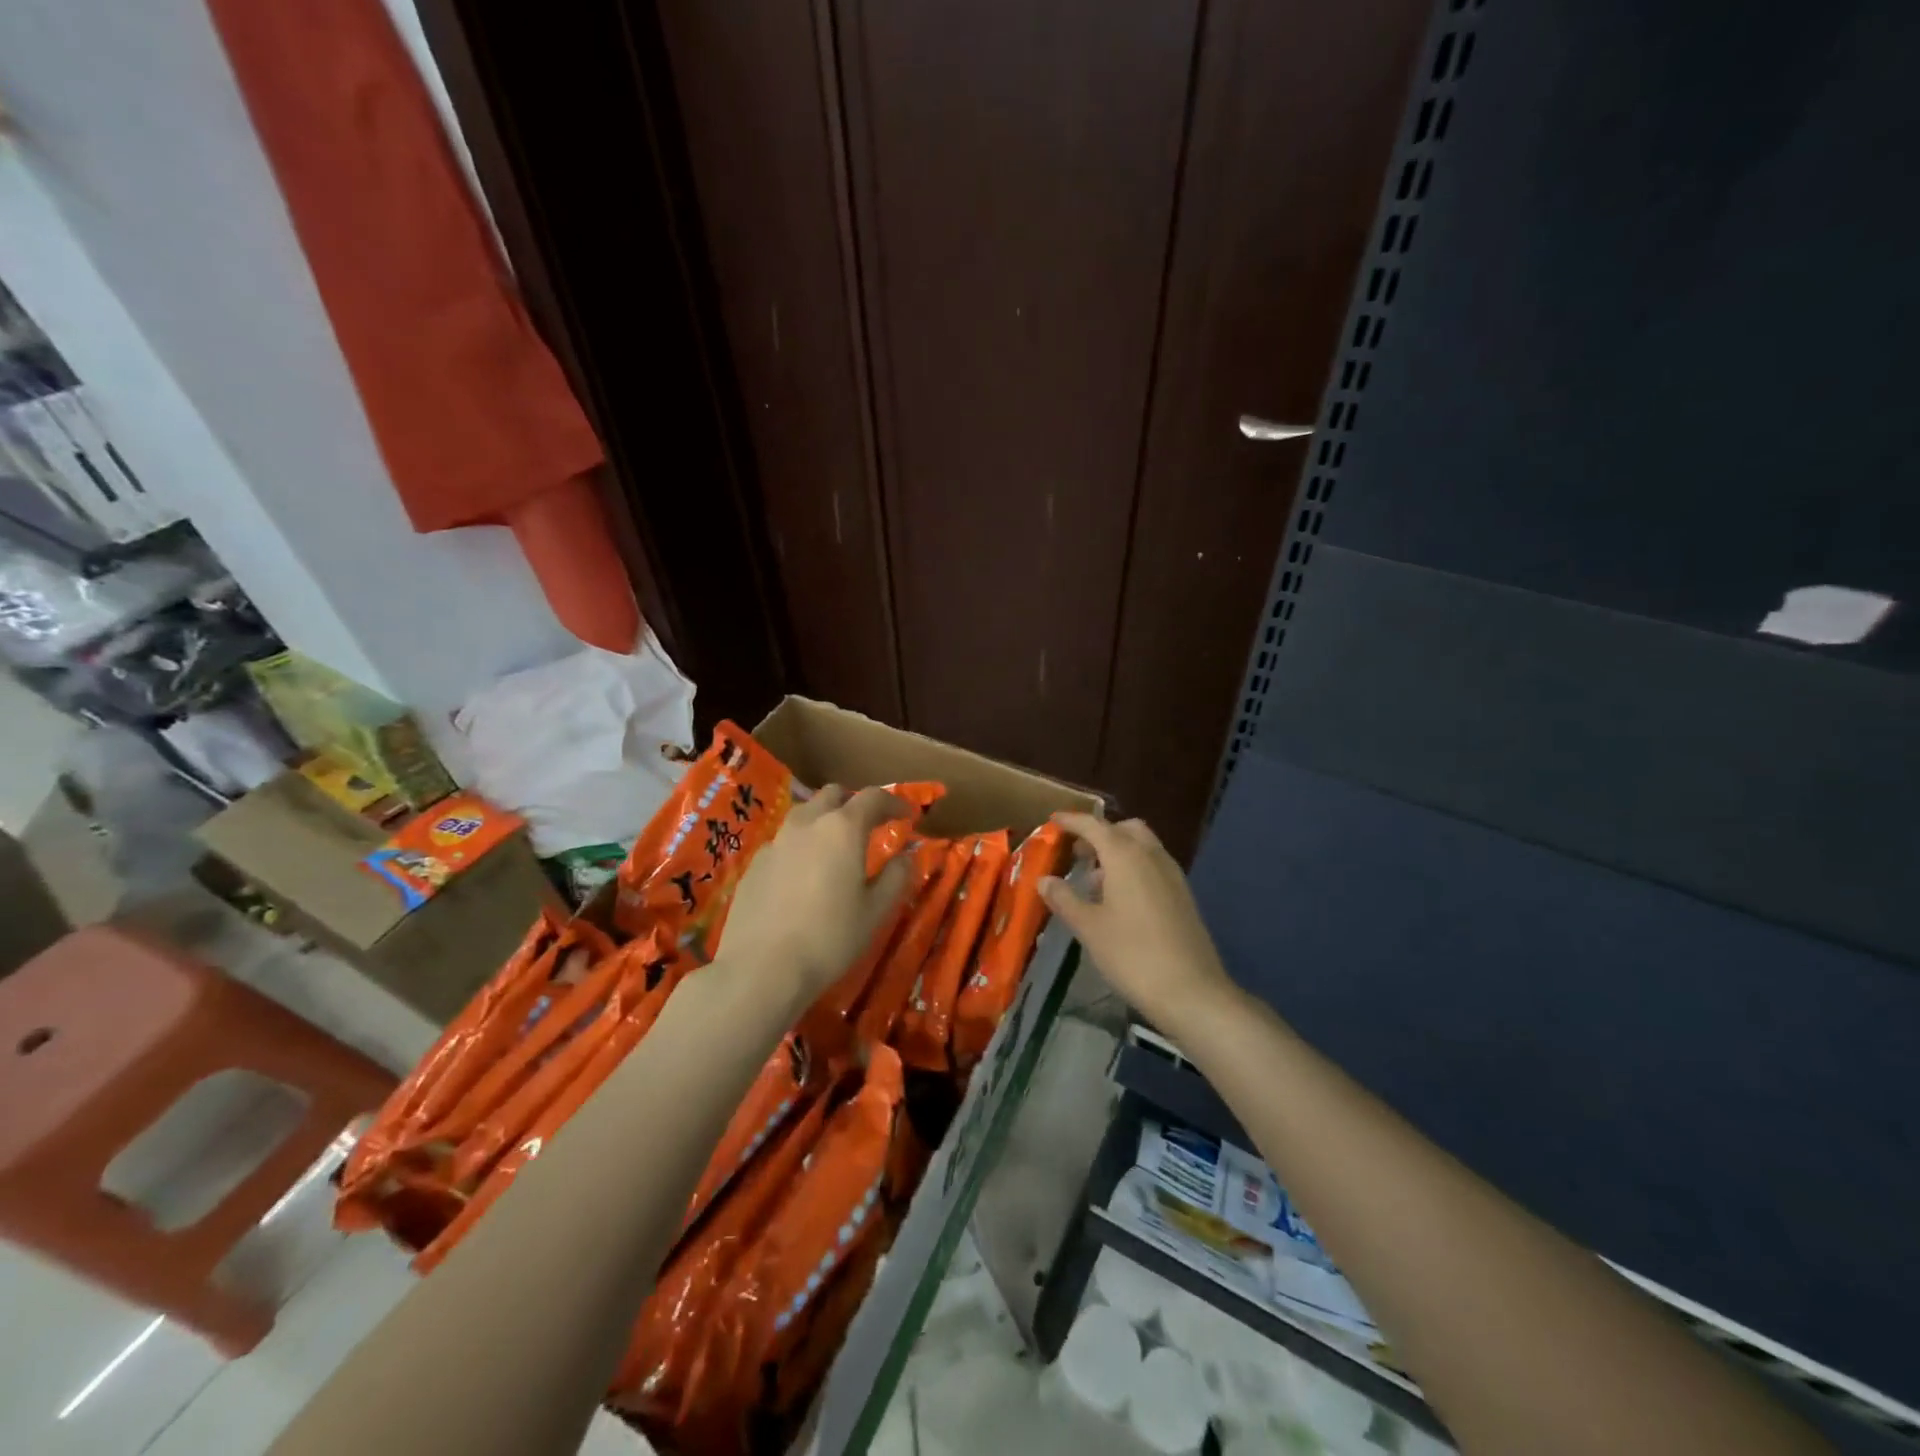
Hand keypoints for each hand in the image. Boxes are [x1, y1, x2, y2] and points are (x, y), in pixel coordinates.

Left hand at [718, 785, 916, 1002]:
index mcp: (843, 829)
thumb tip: (906, 857)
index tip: (908, 814)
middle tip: (869, 825)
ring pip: (804, 815)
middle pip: (833, 795)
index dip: (894, 802)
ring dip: (824, 820)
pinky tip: (803, 876)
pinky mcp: (754, 864)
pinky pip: (783, 842)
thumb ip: (896, 877)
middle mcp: (807, 824)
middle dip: (854, 803)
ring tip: (834, 847)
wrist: (761, 969)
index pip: (873, 797)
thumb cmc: (829, 938)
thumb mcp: (875, 911)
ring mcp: (775, 842)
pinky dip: (800, 846)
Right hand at [1040, 812, 1236, 1033]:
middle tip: (1077, 853)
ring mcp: (1172, 875)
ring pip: (1142, 847)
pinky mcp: (1183, 895)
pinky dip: (1134, 868)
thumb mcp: (1089, 928)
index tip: (1053, 821)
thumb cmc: (1132, 955)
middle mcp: (1152, 856)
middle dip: (1100, 834)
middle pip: (1124, 829)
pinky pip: (1154, 866)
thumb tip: (1044, 880)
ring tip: (1093, 881)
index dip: (1072, 821)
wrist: (1191, 991)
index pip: (1094, 825)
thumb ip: (1064, 898)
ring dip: (1118, 852)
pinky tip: (1119, 901)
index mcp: (1125, 856)